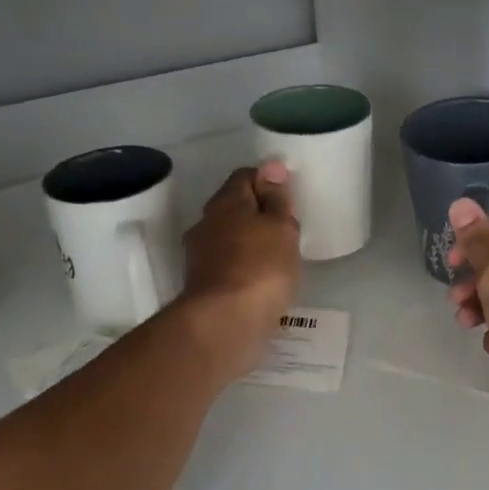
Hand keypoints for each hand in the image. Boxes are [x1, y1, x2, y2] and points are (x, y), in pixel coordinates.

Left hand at [176, 161, 301, 378]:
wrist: (225, 323)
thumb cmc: (261, 267)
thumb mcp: (280, 227)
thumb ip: (277, 198)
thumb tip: (271, 167)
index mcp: (225, 202)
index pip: (245, 176)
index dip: (268, 181)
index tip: (288, 197)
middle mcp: (206, 223)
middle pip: (234, 207)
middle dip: (256, 213)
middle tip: (285, 228)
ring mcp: (200, 256)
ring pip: (229, 238)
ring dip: (248, 242)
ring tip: (276, 257)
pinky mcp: (203, 286)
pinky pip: (228, 266)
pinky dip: (243, 267)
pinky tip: (261, 281)